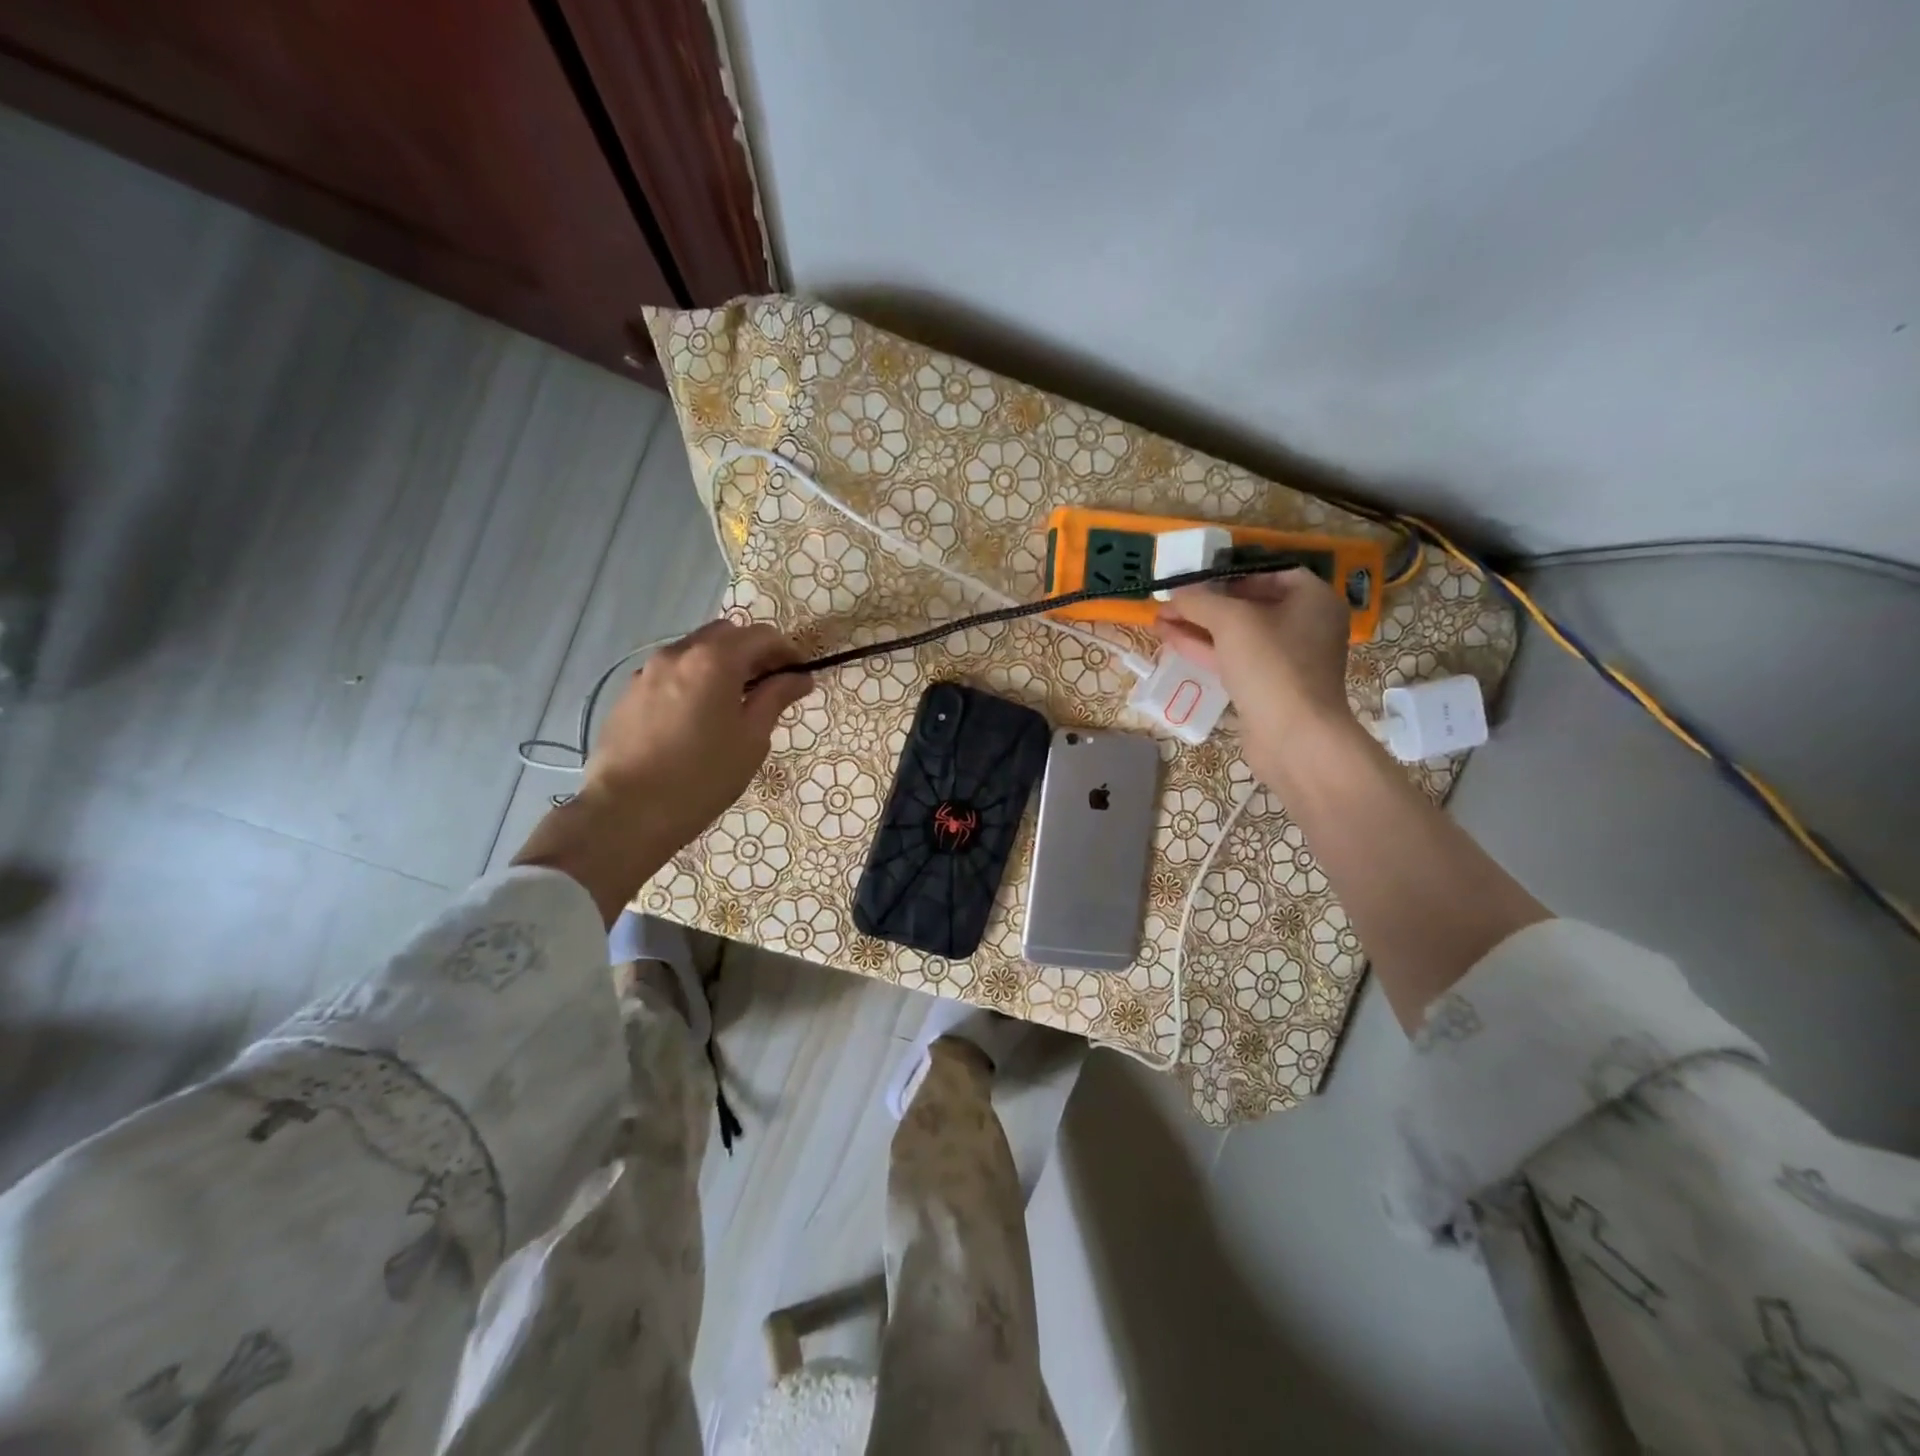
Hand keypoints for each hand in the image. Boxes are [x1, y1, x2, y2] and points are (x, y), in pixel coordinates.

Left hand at [586, 621, 813, 840]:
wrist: (627, 812)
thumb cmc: (702, 777)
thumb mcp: (751, 739)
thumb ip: (775, 698)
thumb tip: (799, 677)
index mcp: (714, 660)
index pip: (760, 635)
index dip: (787, 650)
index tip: (799, 675)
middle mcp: (677, 653)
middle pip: (724, 634)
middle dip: (751, 652)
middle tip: (768, 686)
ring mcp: (646, 672)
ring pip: (694, 652)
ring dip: (719, 665)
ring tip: (731, 703)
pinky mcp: (628, 694)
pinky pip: (670, 674)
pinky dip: (692, 681)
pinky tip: (696, 718)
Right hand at [1153, 570, 1355, 780]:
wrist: (1293, 736)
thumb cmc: (1271, 665)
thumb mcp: (1230, 621)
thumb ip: (1199, 601)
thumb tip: (1175, 593)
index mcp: (1313, 599)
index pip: (1269, 573)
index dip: (1229, 574)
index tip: (1197, 580)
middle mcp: (1306, 626)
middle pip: (1249, 605)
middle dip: (1205, 604)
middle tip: (1170, 602)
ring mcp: (1288, 660)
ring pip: (1237, 636)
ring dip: (1198, 628)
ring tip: (1160, 621)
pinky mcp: (1270, 688)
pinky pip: (1235, 661)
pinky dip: (1206, 650)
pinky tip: (1173, 642)